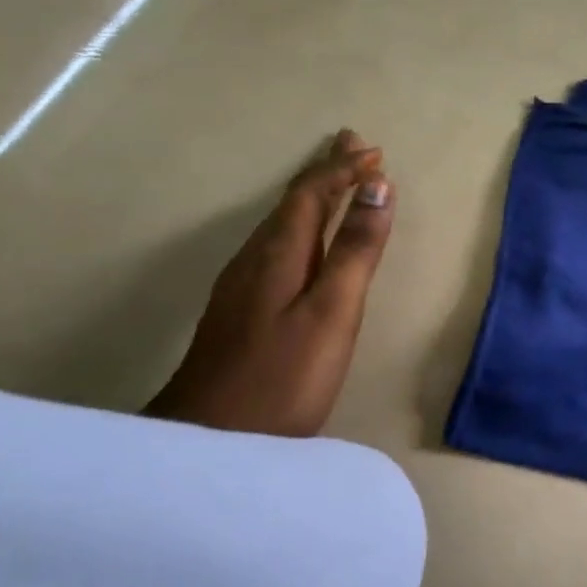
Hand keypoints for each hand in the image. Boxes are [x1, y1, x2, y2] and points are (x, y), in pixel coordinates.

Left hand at [147, 129, 395, 435]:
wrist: (208, 441)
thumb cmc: (283, 376)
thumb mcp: (332, 311)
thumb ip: (355, 250)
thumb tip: (378, 187)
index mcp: (279, 253)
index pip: (312, 193)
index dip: (343, 169)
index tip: (374, 151)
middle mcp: (255, 258)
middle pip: (293, 202)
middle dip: (327, 172)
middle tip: (354, 146)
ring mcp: (242, 285)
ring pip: (283, 224)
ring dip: (315, 198)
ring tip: (340, 183)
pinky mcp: (240, 310)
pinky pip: (278, 247)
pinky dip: (304, 228)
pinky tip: (308, 243)